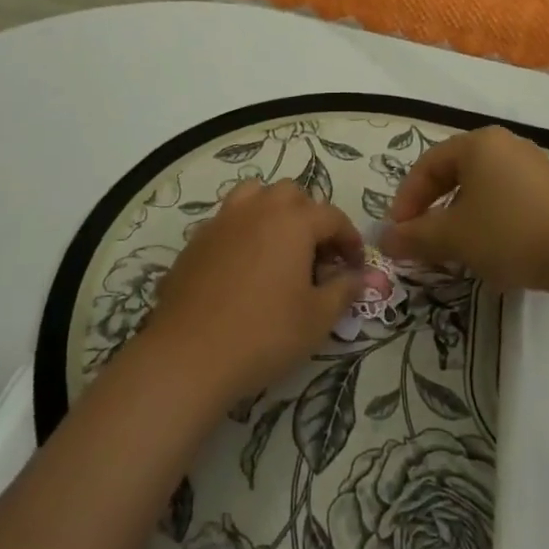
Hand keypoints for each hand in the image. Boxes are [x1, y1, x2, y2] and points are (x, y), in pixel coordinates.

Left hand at [144, 179, 366, 408]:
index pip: (332, 216)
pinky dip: (243, 231)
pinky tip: (243, 266)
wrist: (190, 354)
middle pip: (292, 195)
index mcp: (293, 221)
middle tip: (317, 255)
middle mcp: (257, 209)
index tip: (355, 265)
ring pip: (254, 196)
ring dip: (272, 212)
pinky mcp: (196, 240)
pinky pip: (227, 221)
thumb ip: (343, 291)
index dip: (349, 238)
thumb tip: (358, 277)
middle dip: (310, 217)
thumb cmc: (264, 334)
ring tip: (278, 246)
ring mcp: (222, 221)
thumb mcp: (317, 318)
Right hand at [380, 126, 548, 291]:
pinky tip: (495, 251)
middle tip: (423, 239)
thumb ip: (413, 237)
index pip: (428, 165)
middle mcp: (507, 144)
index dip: (407, 199)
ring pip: (484, 189)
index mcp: (478, 144)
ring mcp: (535, 165)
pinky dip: (493, 221)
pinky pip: (510, 199)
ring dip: (463, 218)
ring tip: (457, 250)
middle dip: (434, 209)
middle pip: (456, 174)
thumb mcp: (453, 237)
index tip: (399, 231)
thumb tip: (383, 240)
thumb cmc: (509, 233)